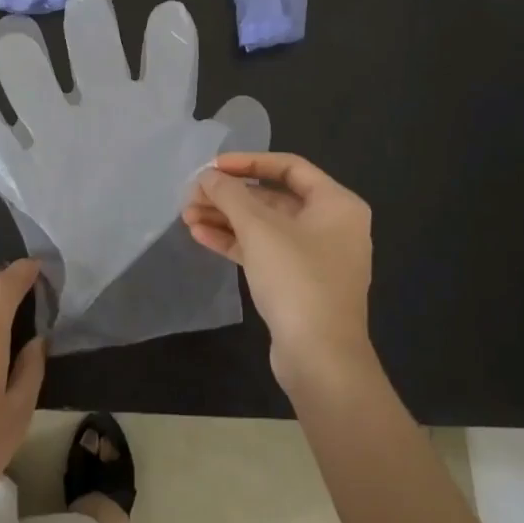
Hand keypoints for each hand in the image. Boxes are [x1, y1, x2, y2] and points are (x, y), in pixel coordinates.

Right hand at [183, 152, 374, 389]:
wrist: (321, 360)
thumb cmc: (296, 279)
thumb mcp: (259, 228)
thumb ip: (230, 194)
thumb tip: (207, 175)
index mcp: (336, 204)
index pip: (289, 166)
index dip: (248, 162)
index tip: (213, 167)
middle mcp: (331, 225)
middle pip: (272, 197)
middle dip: (230, 196)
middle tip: (192, 195)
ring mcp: (315, 257)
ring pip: (264, 226)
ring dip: (226, 218)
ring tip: (187, 216)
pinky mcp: (298, 284)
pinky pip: (264, 251)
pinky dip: (235, 242)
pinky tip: (200, 236)